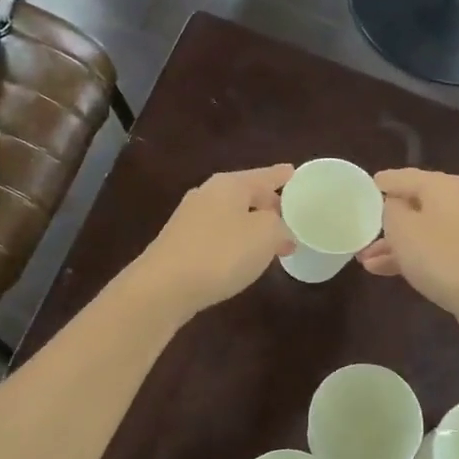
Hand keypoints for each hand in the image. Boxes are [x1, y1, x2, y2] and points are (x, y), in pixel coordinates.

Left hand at [130, 165, 295, 320]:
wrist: (164, 287)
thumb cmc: (221, 253)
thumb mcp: (266, 235)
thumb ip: (281, 228)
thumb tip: (282, 234)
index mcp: (229, 185)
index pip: (264, 176)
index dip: (281, 176)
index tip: (294, 172)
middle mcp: (207, 194)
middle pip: (246, 194)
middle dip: (268, 204)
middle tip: (289, 216)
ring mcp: (189, 219)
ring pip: (231, 216)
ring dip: (252, 225)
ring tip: (270, 239)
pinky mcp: (180, 244)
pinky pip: (218, 235)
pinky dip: (235, 241)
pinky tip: (241, 257)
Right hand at [358, 170, 458, 334]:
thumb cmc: (441, 255)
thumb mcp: (402, 228)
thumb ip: (390, 210)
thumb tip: (394, 205)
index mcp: (441, 186)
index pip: (402, 176)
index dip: (379, 184)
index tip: (358, 193)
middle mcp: (457, 201)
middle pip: (413, 205)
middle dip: (385, 221)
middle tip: (360, 232)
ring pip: (421, 231)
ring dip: (393, 244)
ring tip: (364, 260)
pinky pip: (433, 250)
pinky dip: (411, 257)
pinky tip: (385, 271)